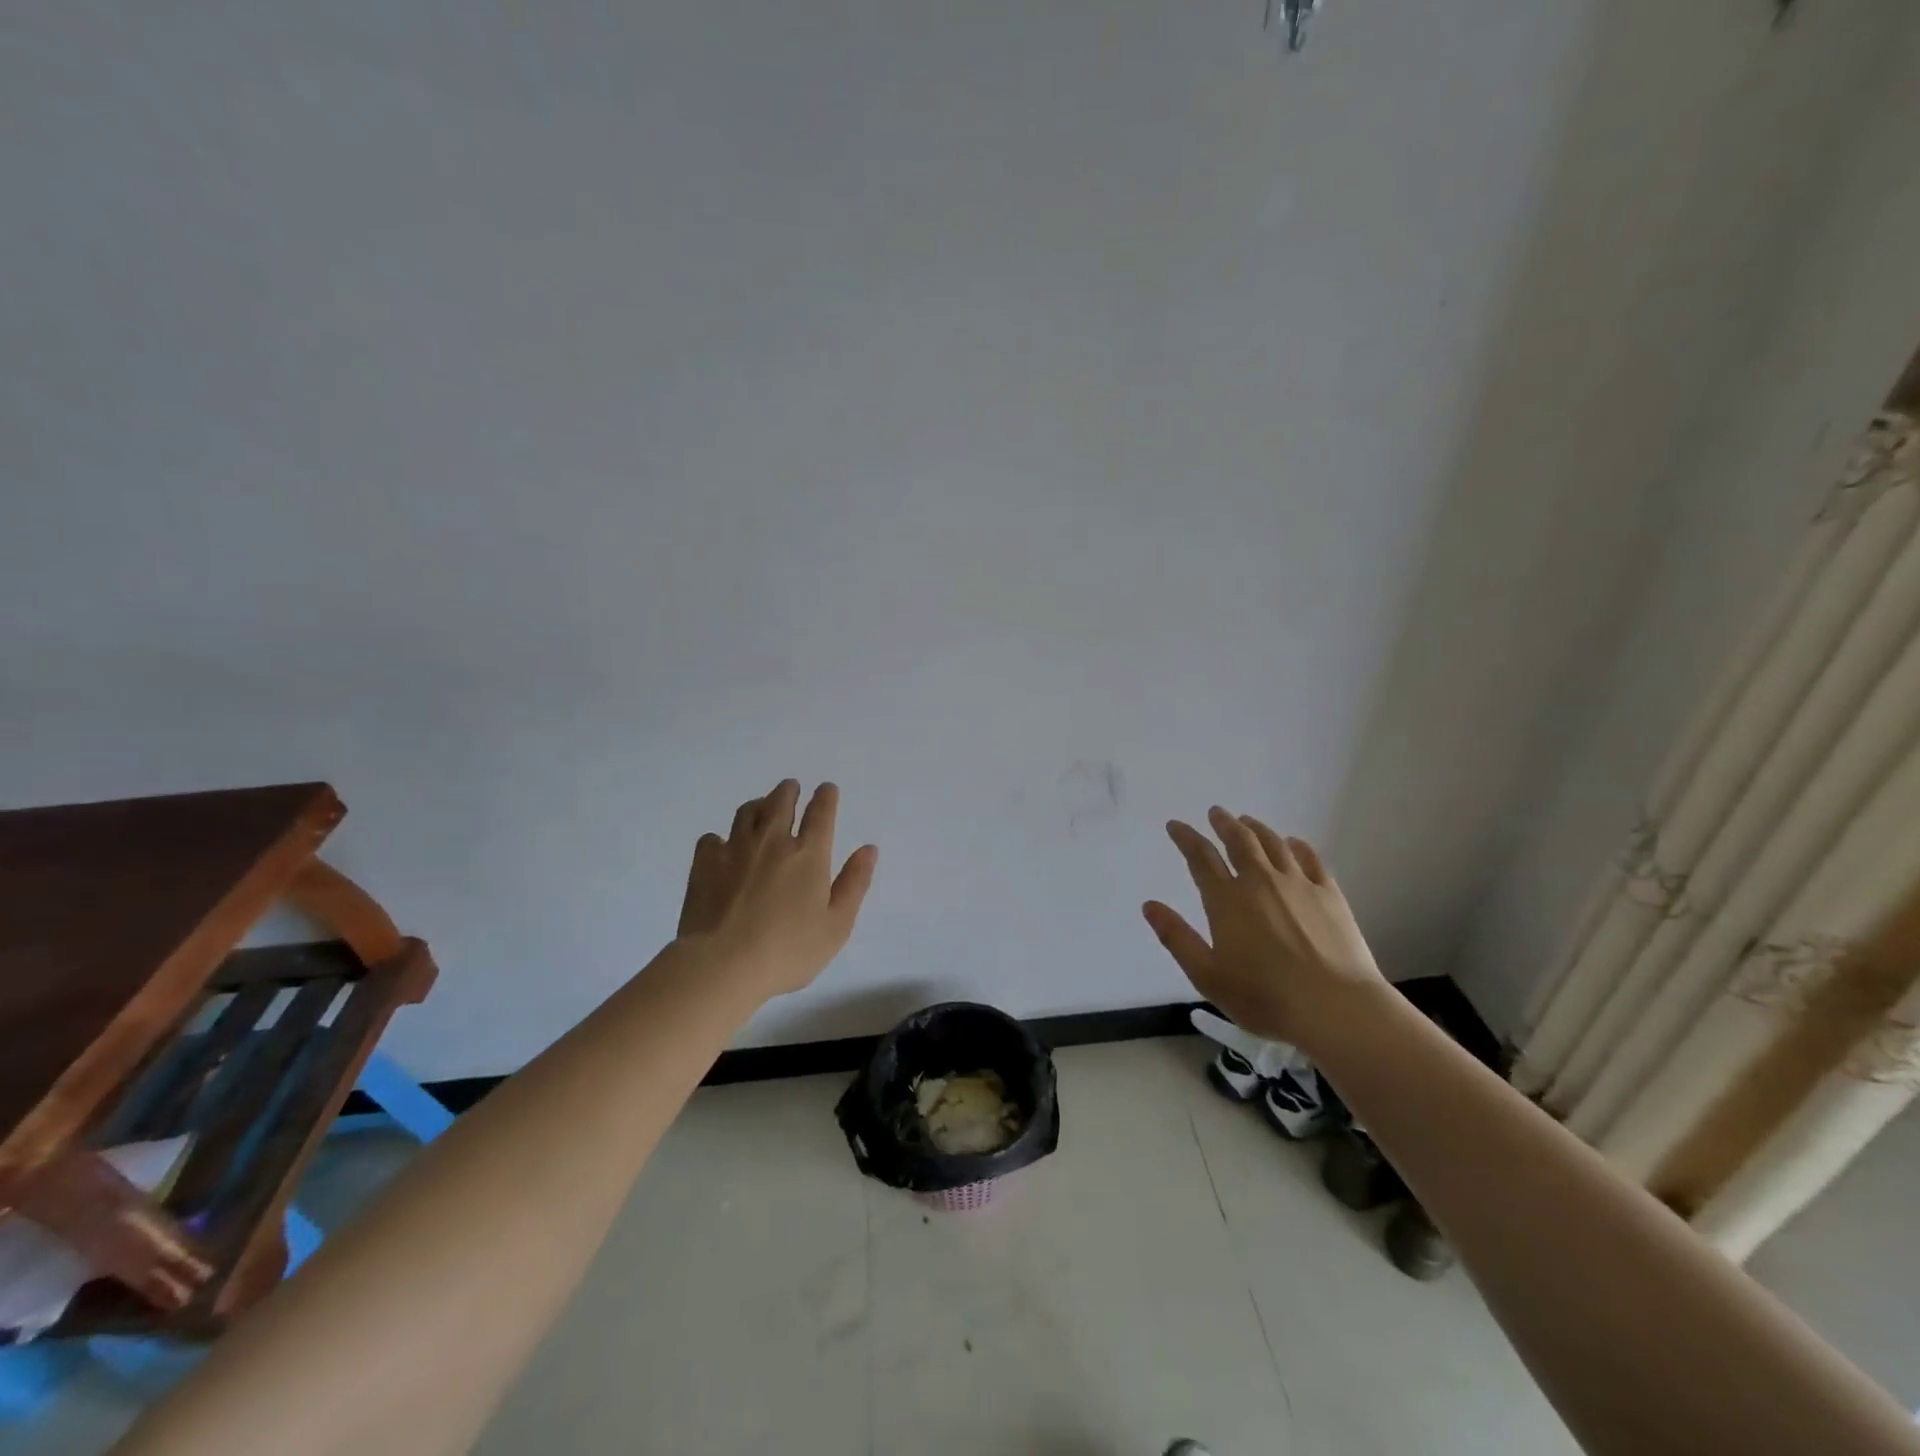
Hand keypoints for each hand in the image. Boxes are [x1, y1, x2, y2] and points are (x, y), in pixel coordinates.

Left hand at [675, 779, 878, 997]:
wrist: (722, 965)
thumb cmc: (788, 950)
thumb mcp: (836, 925)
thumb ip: (854, 883)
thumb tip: (869, 848)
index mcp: (809, 854)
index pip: (821, 812)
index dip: (826, 796)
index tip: (827, 789)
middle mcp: (772, 841)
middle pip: (781, 801)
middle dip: (789, 791)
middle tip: (791, 788)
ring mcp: (735, 849)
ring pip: (747, 812)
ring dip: (758, 805)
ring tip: (761, 808)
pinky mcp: (705, 864)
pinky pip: (712, 838)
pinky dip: (721, 838)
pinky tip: (722, 848)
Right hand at [1143, 807, 1384, 1050]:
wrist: (1336, 1008)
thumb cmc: (1264, 997)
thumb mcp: (1207, 975)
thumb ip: (1177, 938)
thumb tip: (1149, 905)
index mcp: (1226, 900)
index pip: (1201, 858)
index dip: (1186, 838)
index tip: (1175, 825)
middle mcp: (1260, 882)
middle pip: (1239, 841)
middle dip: (1224, 824)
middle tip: (1216, 812)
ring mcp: (1298, 884)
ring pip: (1273, 844)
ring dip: (1256, 829)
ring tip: (1248, 821)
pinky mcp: (1330, 895)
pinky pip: (1311, 859)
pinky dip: (1298, 846)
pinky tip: (1293, 843)